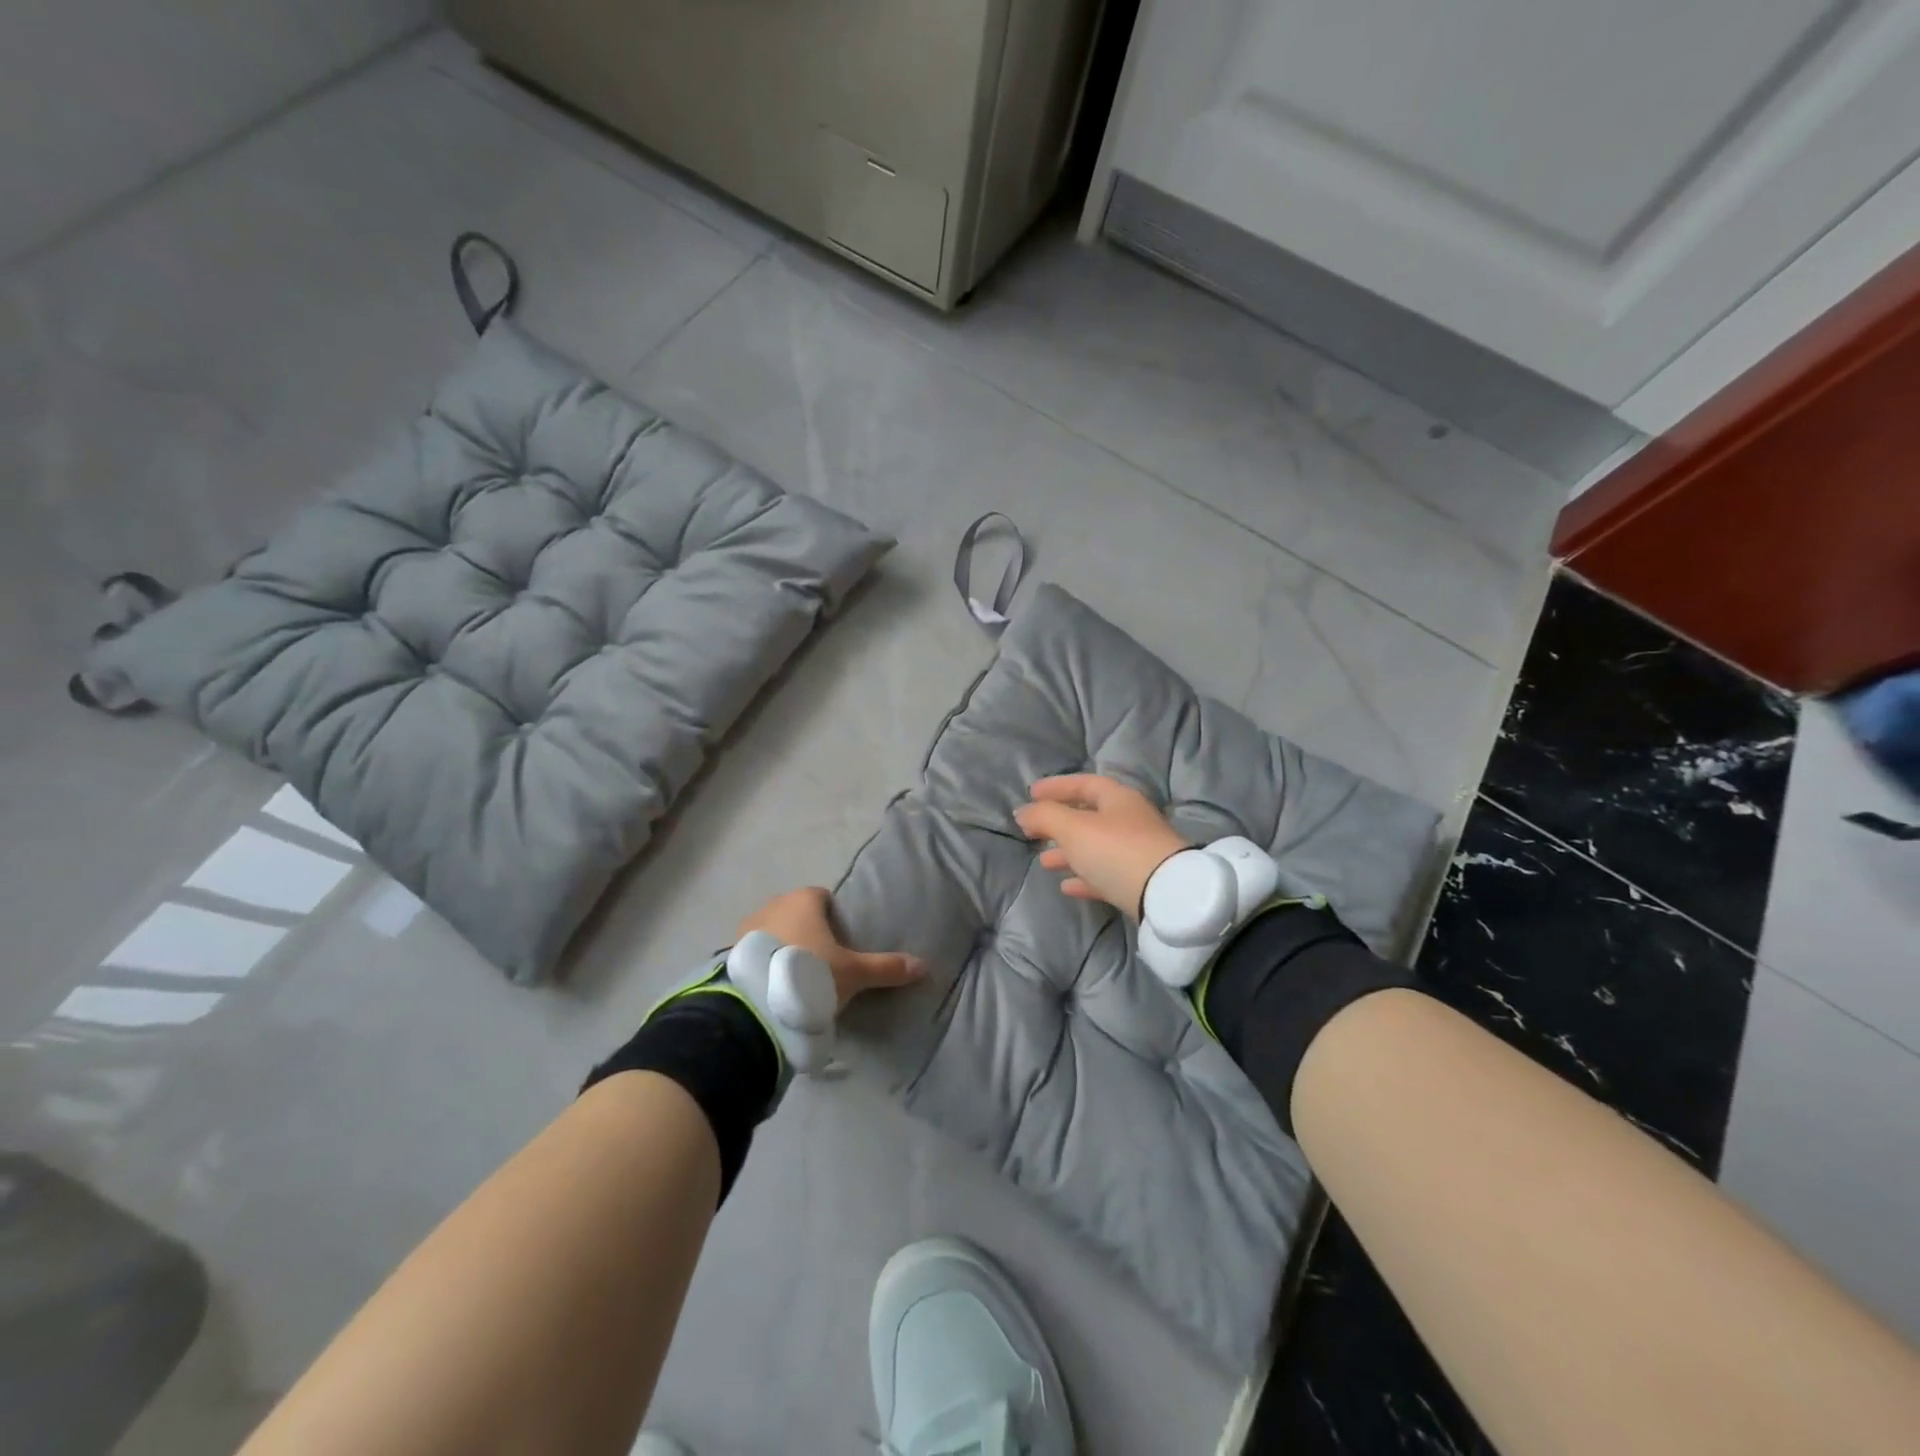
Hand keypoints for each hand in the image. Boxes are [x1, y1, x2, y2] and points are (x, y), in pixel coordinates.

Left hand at [736, 887, 924, 1009]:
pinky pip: (754, 951)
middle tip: (822, 964)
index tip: (841, 945)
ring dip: (782, 947)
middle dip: (807, 932)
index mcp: (804, 899)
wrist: (756, 1003)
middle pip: (797, 913)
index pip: (823, 898)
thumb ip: (886, 967)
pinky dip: (763, 962)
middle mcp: (773, 904)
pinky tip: (773, 986)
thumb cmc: (810, 972)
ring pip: (773, 931)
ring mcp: (747, 927)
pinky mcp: (730, 951)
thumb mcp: (854, 974)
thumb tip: (924, 966)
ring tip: (796, 978)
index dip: (834, 919)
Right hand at [1014, 775, 1191, 918]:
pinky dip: (1084, 877)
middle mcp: (1130, 821)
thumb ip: (1044, 817)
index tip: (1031, 793)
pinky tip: (1066, 886)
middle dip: (1059, 824)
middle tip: (1033, 832)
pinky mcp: (1139, 881)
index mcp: (1118, 799)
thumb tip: (1022, 811)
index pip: (1084, 784)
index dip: (1057, 786)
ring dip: (1068, 853)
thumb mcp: (1073, 829)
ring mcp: (1137, 852)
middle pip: (1089, 816)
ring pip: (1095, 847)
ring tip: (1044, 862)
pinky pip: (1105, 874)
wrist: (1166, 896)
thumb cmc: (1116, 850)